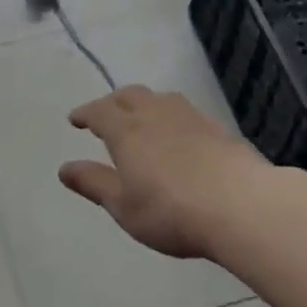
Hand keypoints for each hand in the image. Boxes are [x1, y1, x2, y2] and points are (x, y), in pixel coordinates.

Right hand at [58, 86, 264, 259]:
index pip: (99, 111)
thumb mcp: (123, 206)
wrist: (242, 206)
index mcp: (127, 131)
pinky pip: (185, 111)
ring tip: (141, 117)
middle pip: (129, 96)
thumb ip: (93, 183)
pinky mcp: (218, 129)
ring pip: (160, 98)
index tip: (75, 119)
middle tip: (105, 114)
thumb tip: (64, 168)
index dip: (85, 114)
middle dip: (112, 102)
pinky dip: (171, 115)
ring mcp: (190, 118)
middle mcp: (156, 115)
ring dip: (144, 103)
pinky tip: (178, 133)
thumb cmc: (171, 210)